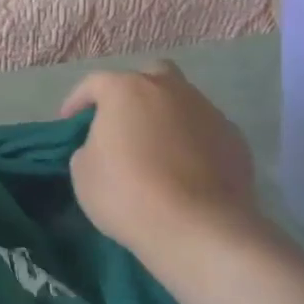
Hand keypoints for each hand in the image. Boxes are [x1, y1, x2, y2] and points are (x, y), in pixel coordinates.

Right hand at [61, 62, 261, 262]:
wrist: (199, 228)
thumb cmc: (127, 193)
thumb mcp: (83, 171)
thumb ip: (90, 146)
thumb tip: (105, 146)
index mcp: (126, 90)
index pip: (94, 83)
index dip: (77, 101)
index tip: (68, 121)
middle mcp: (170, 90)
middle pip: (150, 75)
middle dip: (134, 92)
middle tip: (122, 121)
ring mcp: (208, 112)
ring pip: (182, 102)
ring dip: (165, 117)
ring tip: (155, 149)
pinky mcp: (235, 140)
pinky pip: (204, 131)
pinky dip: (191, 141)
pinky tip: (184, 169)